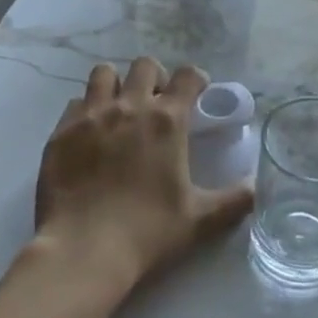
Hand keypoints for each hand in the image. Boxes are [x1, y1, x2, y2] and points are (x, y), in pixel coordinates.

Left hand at [34, 58, 252, 287]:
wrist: (83, 251)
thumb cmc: (147, 232)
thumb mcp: (200, 220)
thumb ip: (235, 200)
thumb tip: (257, 188)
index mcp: (168, 121)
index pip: (188, 76)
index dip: (196, 79)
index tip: (197, 93)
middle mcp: (130, 106)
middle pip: (145, 65)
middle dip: (155, 78)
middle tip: (157, 103)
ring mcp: (91, 116)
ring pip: (104, 74)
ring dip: (116, 85)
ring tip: (120, 109)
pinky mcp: (61, 132)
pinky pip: (76, 103)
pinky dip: (86, 110)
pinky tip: (90, 134)